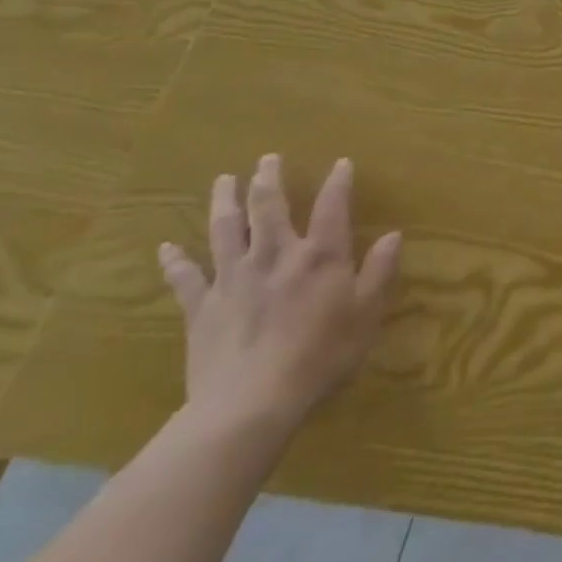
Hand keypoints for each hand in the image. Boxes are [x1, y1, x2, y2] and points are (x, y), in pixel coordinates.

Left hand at [158, 154, 400, 436]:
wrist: (251, 403)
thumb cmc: (321, 356)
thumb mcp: (366, 313)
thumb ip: (379, 271)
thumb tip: (395, 235)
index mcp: (319, 255)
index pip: (332, 207)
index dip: (338, 182)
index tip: (341, 163)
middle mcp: (275, 255)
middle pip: (268, 207)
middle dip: (268, 179)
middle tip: (266, 159)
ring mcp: (234, 278)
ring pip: (226, 229)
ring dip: (224, 201)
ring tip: (223, 180)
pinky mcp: (202, 307)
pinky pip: (185, 278)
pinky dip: (175, 261)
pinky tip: (166, 248)